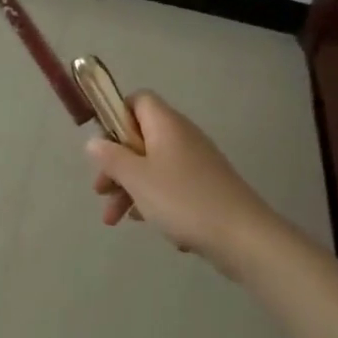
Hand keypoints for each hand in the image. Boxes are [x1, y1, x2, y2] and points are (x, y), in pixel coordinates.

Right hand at [86, 93, 274, 276]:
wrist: (244, 237)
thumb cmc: (183, 200)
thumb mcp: (137, 178)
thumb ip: (111, 158)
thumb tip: (94, 141)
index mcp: (166, 124)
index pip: (137, 101)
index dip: (115, 117)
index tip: (102, 146)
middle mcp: (182, 136)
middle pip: (140, 137)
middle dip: (116, 164)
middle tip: (101, 191)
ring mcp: (197, 162)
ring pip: (153, 165)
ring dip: (130, 187)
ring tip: (115, 219)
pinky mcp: (207, 187)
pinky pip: (171, 185)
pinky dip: (154, 200)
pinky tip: (147, 223)